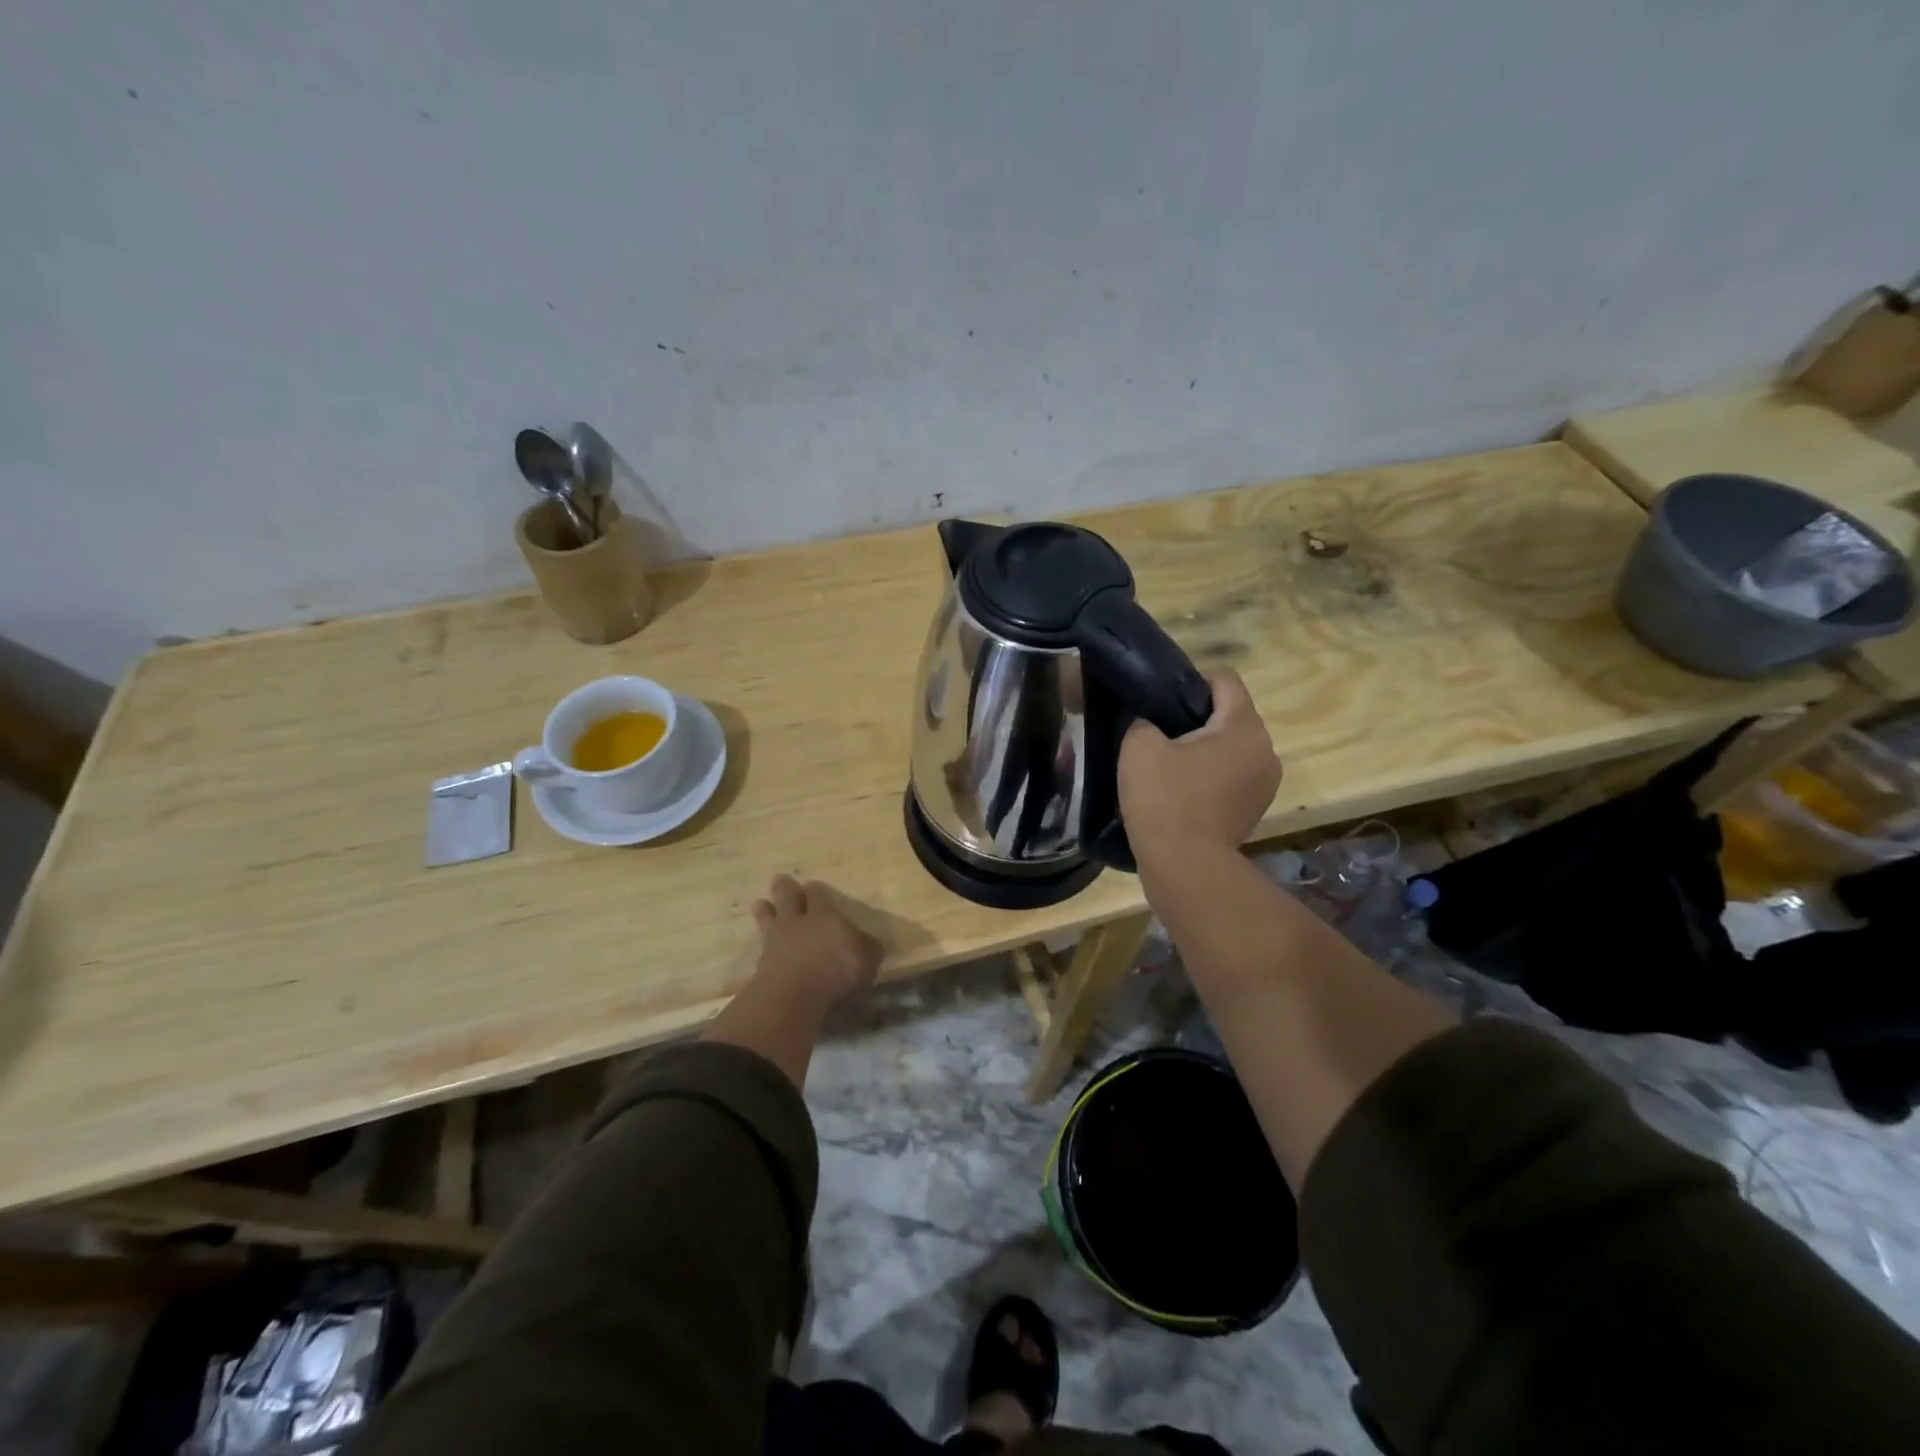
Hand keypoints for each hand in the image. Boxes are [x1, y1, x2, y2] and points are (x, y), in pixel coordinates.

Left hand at [752, 874, 881, 1005]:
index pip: (817, 895)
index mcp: (823, 915)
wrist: (793, 994)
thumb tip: (868, 943)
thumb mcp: (867, 958)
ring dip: (765, 911)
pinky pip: (761, 949)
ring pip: (767, 919)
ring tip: (760, 903)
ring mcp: (775, 942)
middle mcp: (797, 923)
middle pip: (787, 898)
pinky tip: (763, 948)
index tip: (812, 886)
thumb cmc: (836, 969)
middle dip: (784, 888)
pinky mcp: (761, 966)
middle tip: (780, 880)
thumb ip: (867, 948)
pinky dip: (762, 947)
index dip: (815, 890)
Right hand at [1119, 670, 1280, 857]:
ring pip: (1233, 746)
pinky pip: (1234, 774)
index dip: (1191, 680)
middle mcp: (1266, 749)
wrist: (1185, 866)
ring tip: (1170, 765)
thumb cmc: (1164, 799)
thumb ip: (1144, 719)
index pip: (1224, 679)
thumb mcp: (1138, 746)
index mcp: (1243, 726)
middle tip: (1160, 733)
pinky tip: (1184, 790)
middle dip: (1197, 717)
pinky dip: (1212, 774)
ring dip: (1206, 748)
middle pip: (1231, 714)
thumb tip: (1150, 721)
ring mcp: (1266, 782)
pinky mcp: (1257, 808)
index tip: (1162, 700)